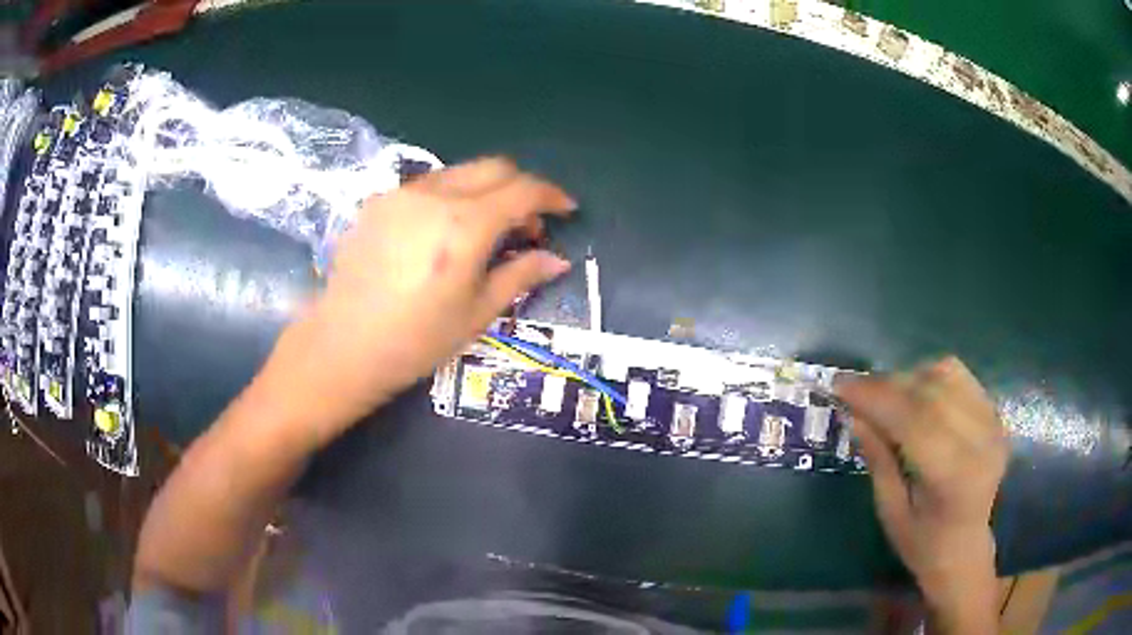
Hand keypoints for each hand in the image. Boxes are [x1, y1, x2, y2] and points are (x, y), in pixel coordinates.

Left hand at [265, 157, 575, 438]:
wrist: (342, 346)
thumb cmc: (416, 340)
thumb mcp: (477, 313)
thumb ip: (520, 275)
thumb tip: (557, 260)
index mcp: (465, 225)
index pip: (522, 190)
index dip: (551, 196)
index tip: (566, 209)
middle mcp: (434, 195)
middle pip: (493, 167)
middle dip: (520, 188)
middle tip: (527, 227)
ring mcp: (401, 194)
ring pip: (459, 173)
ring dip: (484, 191)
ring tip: (486, 231)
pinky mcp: (377, 202)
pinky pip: (427, 186)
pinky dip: (450, 198)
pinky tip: (443, 234)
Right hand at [837, 357, 1007, 632]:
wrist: (965, 547)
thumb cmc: (922, 542)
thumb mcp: (891, 511)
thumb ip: (879, 460)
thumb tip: (855, 414)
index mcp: (954, 477)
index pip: (914, 420)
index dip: (876, 398)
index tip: (840, 386)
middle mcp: (981, 442)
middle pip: (930, 392)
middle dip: (887, 385)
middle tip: (856, 389)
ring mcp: (993, 424)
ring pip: (946, 375)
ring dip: (910, 378)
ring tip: (887, 396)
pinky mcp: (995, 413)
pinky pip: (960, 377)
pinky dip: (931, 378)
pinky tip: (916, 397)